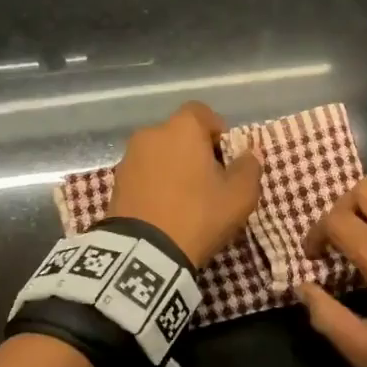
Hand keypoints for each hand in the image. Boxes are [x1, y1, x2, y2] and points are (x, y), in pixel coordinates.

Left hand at [108, 101, 261, 266]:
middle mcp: (152, 133)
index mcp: (182, 128)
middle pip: (180, 134)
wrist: (143, 252)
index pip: (202, 113)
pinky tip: (165, 208)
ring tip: (186, 198)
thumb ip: (249, 168)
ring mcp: (129, 157)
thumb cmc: (198, 214)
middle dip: (195, 151)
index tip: (226, 158)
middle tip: (210, 181)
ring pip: (160, 154)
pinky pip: (144, 173)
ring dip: (174, 167)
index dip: (217, 131)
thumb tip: (249, 154)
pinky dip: (156, 183)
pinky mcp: (116, 182)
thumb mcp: (239, 196)